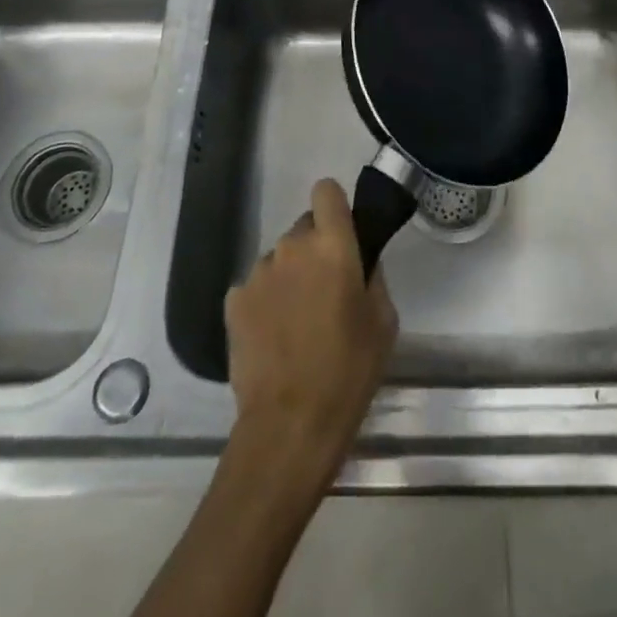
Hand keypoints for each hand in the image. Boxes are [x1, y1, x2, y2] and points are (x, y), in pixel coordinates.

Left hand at [225, 178, 398, 484]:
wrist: (289, 425)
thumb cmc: (348, 371)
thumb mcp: (383, 323)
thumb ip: (373, 277)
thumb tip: (360, 261)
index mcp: (332, 245)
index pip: (326, 191)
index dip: (334, 205)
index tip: (342, 231)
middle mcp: (291, 247)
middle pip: (304, 228)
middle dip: (315, 249)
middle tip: (326, 290)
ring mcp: (258, 272)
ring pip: (279, 258)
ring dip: (289, 276)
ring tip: (297, 321)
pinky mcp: (233, 300)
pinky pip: (255, 285)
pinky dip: (265, 301)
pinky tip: (273, 336)